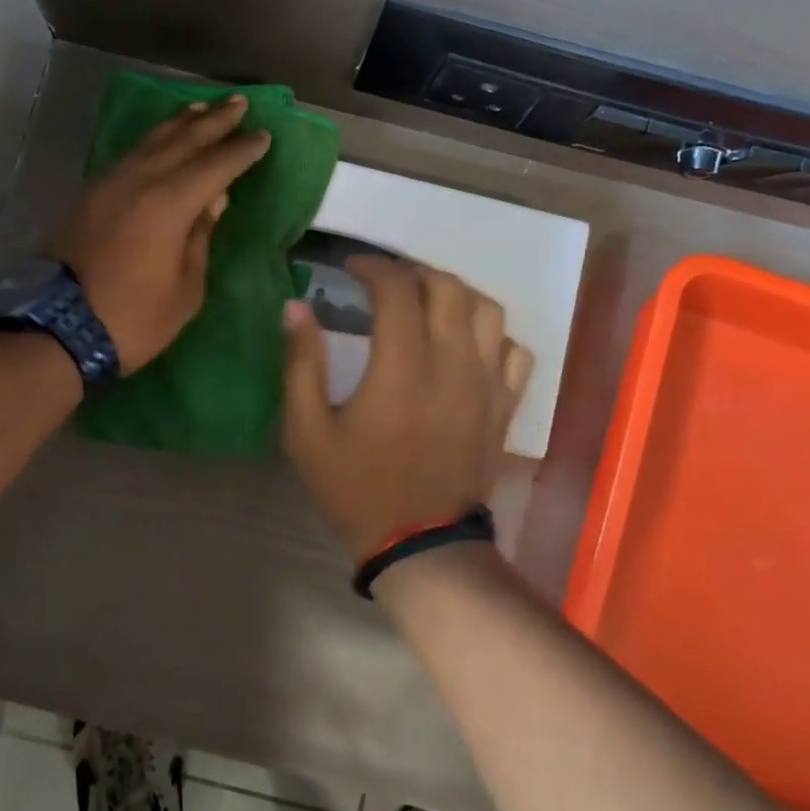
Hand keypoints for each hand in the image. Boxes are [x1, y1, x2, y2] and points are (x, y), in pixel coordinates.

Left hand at [53, 95, 270, 372]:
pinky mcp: (90, 194)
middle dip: (215, 121)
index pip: (215, 166)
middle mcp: (139, 181)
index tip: (263, 136)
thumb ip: (201, 238)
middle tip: (240, 103)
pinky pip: (131, 154)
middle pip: (183, 140)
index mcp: (168, 204)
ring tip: (202, 108)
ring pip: (152, 141)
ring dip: (180, 122)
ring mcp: (109, 184)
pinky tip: (161, 140)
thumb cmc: (132, 318)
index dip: (241, 151)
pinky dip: (153, 140)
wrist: (56, 329)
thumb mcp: (185, 290)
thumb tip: (214, 200)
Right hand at [283, 258, 532, 560]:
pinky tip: (466, 343)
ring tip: (428, 303)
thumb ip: (301, 363)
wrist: (420, 543)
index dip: (373, 267)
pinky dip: (492, 334)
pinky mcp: (505, 405)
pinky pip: (514, 350)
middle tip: (387, 283)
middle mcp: (452, 364)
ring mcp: (487, 384)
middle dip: (413, 272)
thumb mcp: (308, 431)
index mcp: (401, 368)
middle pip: (447, 287)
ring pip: (488, 309)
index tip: (351, 269)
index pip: (397, 289)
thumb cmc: (357, 487)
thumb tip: (295, 306)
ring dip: (455, 294)